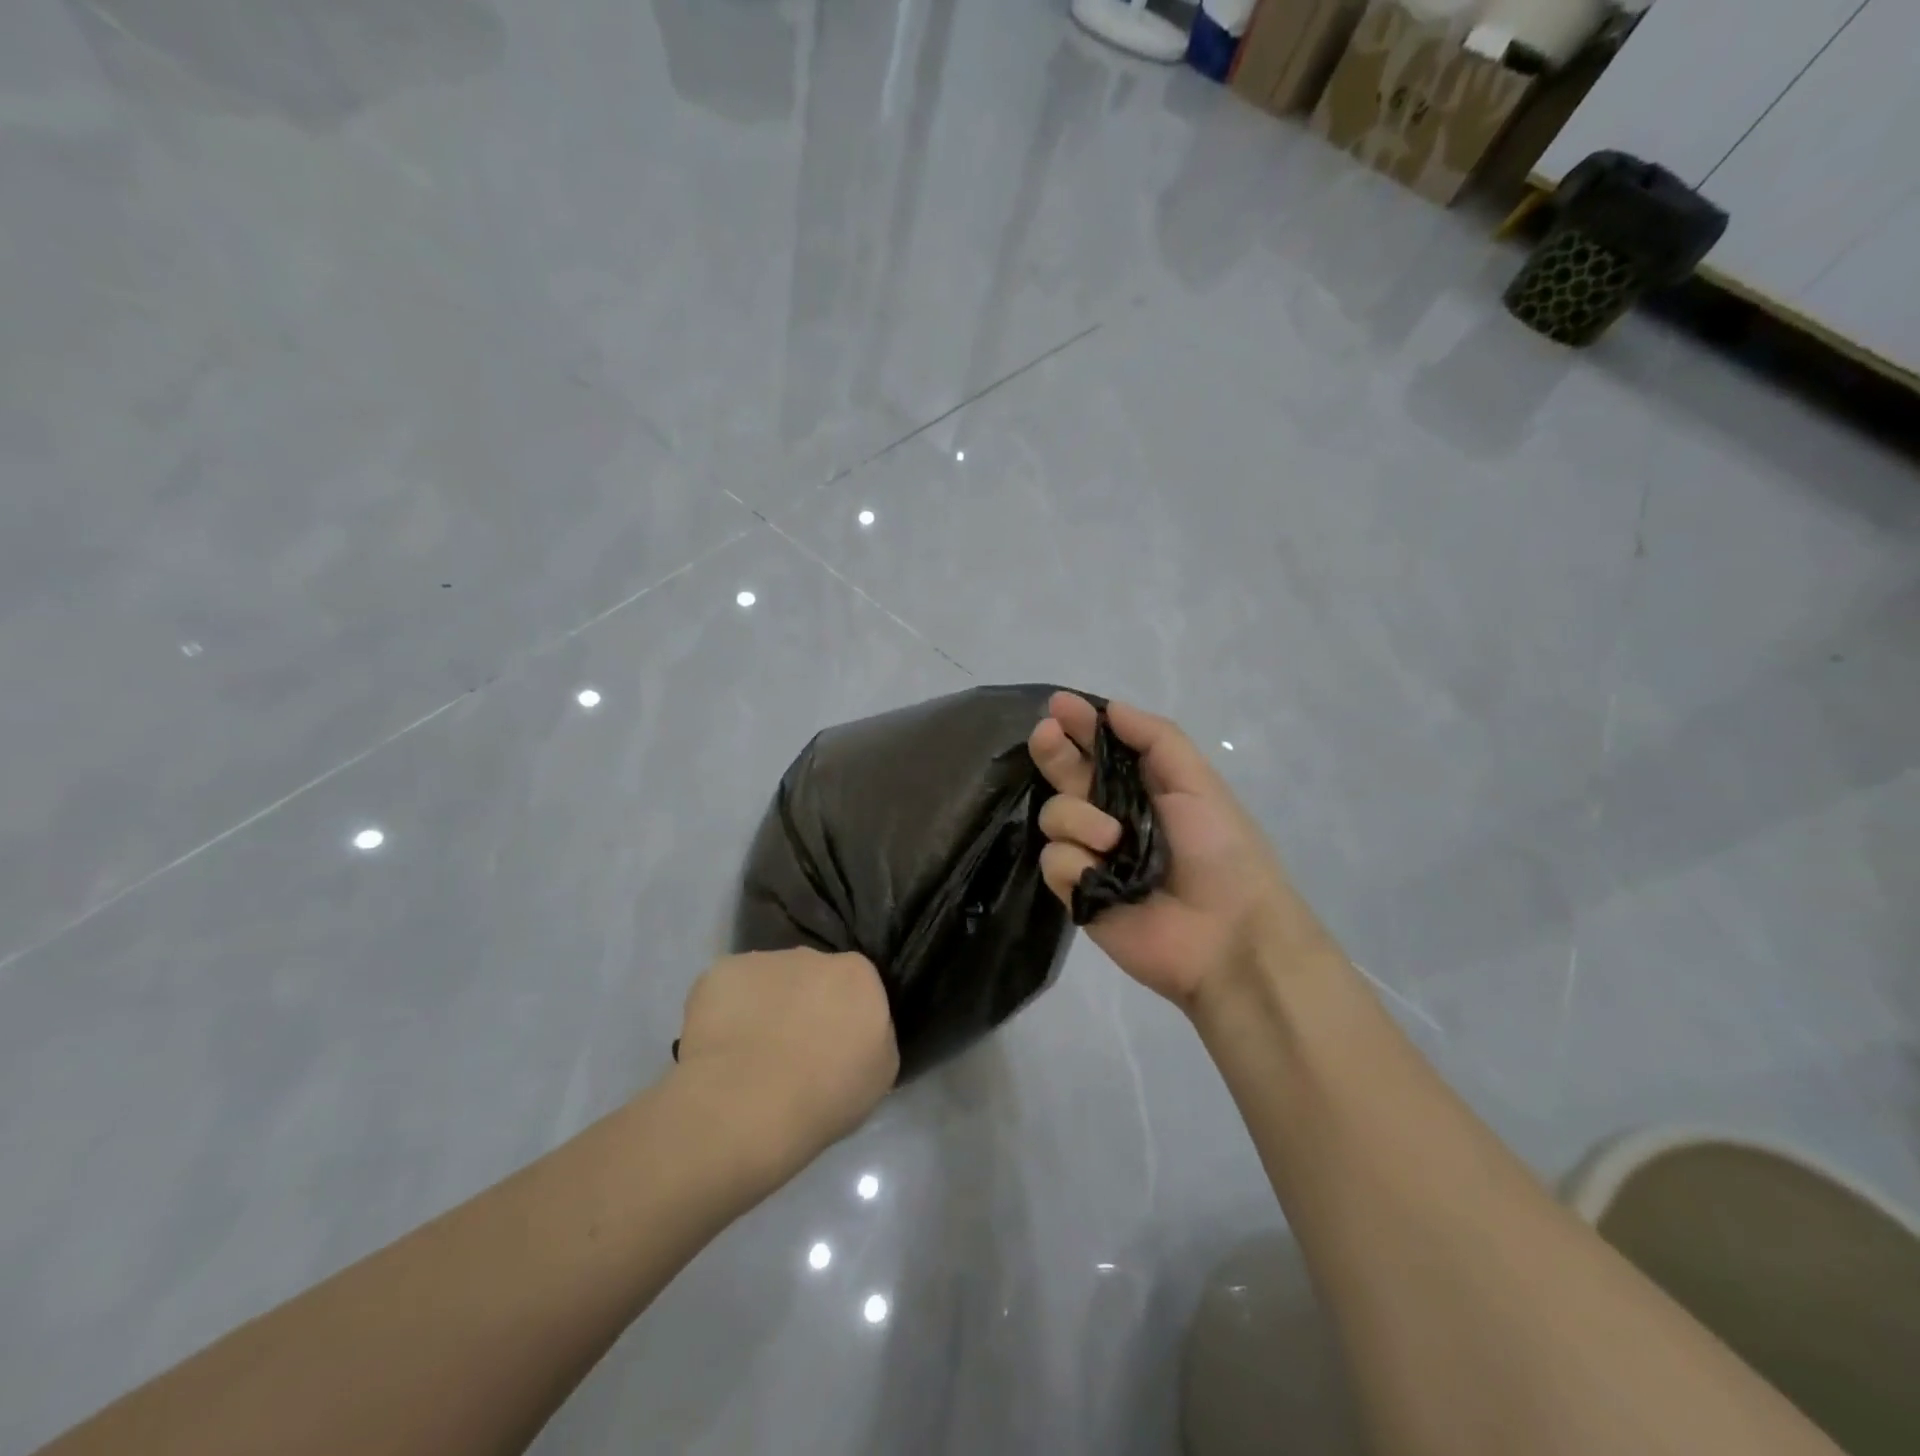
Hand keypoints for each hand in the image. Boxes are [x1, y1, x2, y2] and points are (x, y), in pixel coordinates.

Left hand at [671, 949, 897, 1186]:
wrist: (745, 1106)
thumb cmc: (825, 1096)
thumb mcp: (880, 1073)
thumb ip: (875, 1034)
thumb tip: (856, 1028)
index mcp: (857, 974)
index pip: (856, 985)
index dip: (843, 1016)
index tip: (832, 1047)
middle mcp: (812, 955)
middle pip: (812, 976)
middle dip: (804, 1004)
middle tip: (791, 1052)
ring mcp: (762, 961)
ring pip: (767, 981)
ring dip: (764, 1007)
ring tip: (749, 1056)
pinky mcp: (718, 973)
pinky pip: (728, 991)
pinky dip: (725, 1013)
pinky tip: (719, 1050)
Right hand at [1028, 693, 1329, 1014]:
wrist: (1227, 935)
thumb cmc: (1220, 850)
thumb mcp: (1198, 782)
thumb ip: (1155, 739)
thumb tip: (1111, 708)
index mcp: (1143, 788)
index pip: (1101, 748)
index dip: (1080, 724)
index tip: (1060, 705)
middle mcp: (1111, 815)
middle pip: (1066, 775)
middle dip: (1053, 750)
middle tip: (1046, 734)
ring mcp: (1091, 854)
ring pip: (1053, 815)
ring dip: (1078, 817)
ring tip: (1112, 838)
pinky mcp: (1077, 892)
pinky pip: (1054, 860)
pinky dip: (1075, 862)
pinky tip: (1100, 874)